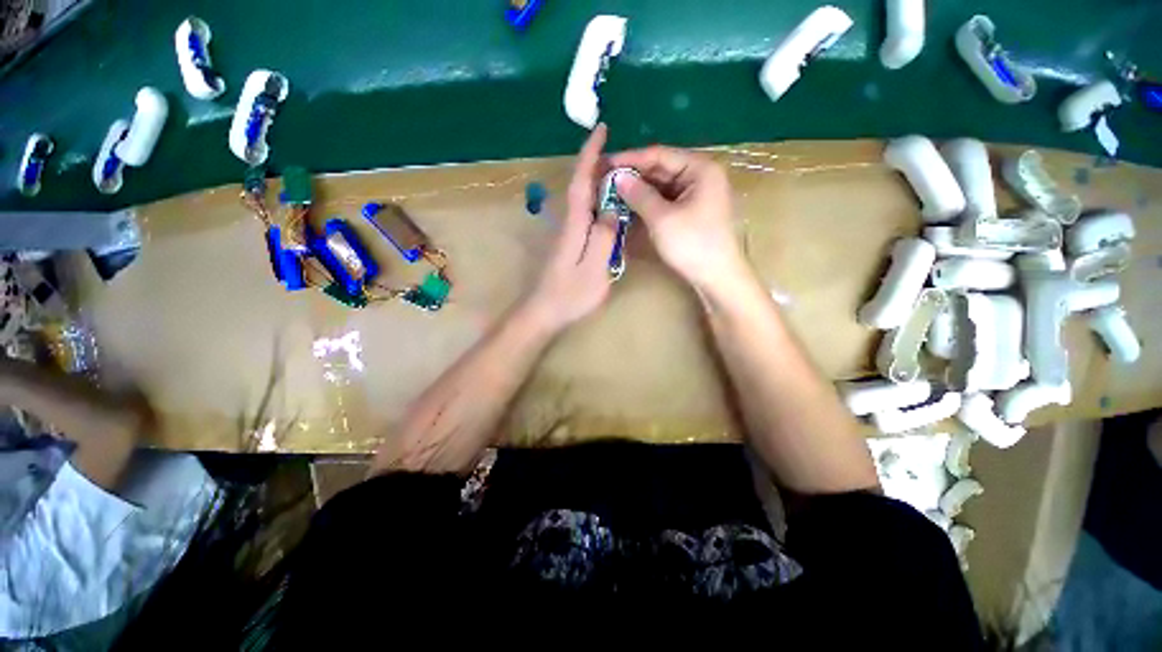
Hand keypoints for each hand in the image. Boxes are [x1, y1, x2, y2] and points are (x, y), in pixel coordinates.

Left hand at [523, 125, 617, 332]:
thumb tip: (611, 209)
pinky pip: (586, 214)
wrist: (544, 312)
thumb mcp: (594, 268)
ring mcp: (568, 234)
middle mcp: (568, 223)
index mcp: (575, 225)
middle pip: (580, 185)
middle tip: (621, 151)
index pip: (581, 181)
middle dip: (596, 163)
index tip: (600, 129)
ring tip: (621, 172)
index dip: (589, 154)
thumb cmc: (570, 294)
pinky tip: (610, 206)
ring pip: (583, 199)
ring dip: (598, 181)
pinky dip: (597, 202)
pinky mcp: (569, 244)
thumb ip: (603, 238)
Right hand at [608, 146, 747, 292]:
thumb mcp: (662, 219)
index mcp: (700, 169)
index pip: (659, 154)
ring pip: (663, 186)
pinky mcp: (693, 211)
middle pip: (662, 169)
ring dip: (640, 190)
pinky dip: (649, 202)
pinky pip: (667, 200)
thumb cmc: (693, 245)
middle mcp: (701, 176)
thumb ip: (639, 195)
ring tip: (613, 193)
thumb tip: (617, 177)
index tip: (605, 163)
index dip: (630, 158)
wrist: (718, 278)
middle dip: (634, 175)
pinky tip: (631, 206)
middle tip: (606, 181)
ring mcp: (698, 195)